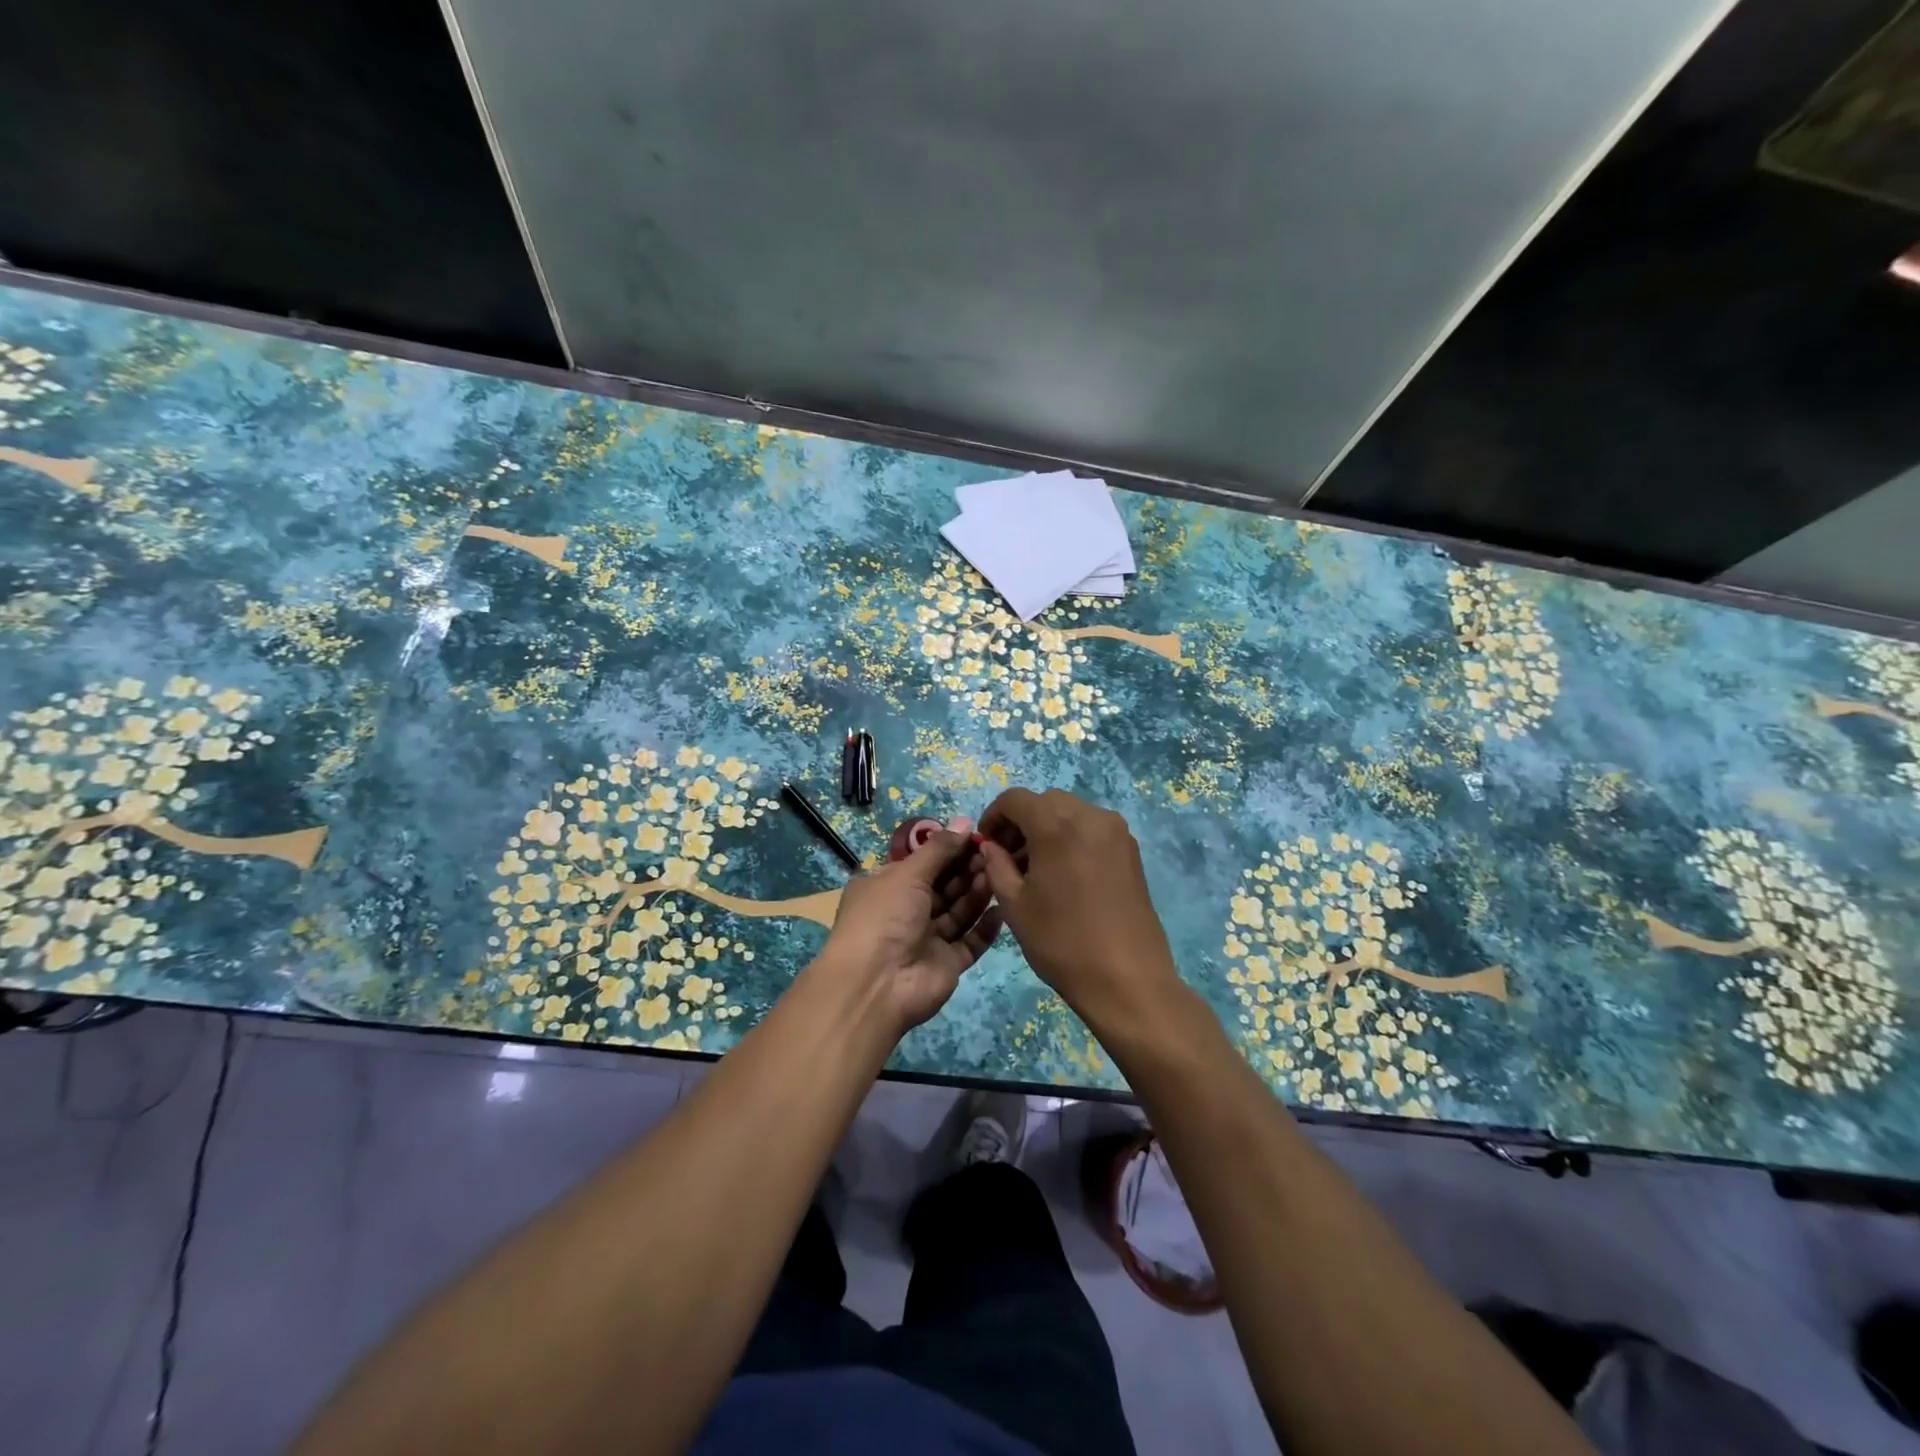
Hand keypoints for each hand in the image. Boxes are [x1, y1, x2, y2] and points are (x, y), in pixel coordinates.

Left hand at [815, 831, 1002, 1037]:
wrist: (877, 985)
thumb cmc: (885, 917)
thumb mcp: (908, 873)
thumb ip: (939, 848)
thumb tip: (965, 822)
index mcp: (886, 887)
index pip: (921, 863)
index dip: (948, 850)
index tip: (976, 836)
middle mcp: (905, 911)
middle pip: (943, 886)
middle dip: (966, 869)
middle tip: (993, 853)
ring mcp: (927, 939)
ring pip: (958, 911)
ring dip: (977, 893)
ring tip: (998, 873)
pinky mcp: (947, 963)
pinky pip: (971, 941)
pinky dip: (985, 926)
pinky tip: (1002, 908)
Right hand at [977, 787, 1182, 1032]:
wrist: (1127, 979)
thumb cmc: (1062, 942)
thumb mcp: (1015, 906)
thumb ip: (996, 866)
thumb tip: (990, 846)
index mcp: (1057, 825)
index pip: (1015, 799)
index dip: (994, 816)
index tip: (986, 844)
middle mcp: (1090, 816)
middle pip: (1045, 801)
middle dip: (1022, 822)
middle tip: (1009, 858)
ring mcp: (1116, 832)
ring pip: (1071, 812)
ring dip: (1048, 828)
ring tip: (1037, 869)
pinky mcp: (1131, 850)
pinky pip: (1092, 829)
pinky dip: (1072, 838)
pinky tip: (1065, 874)